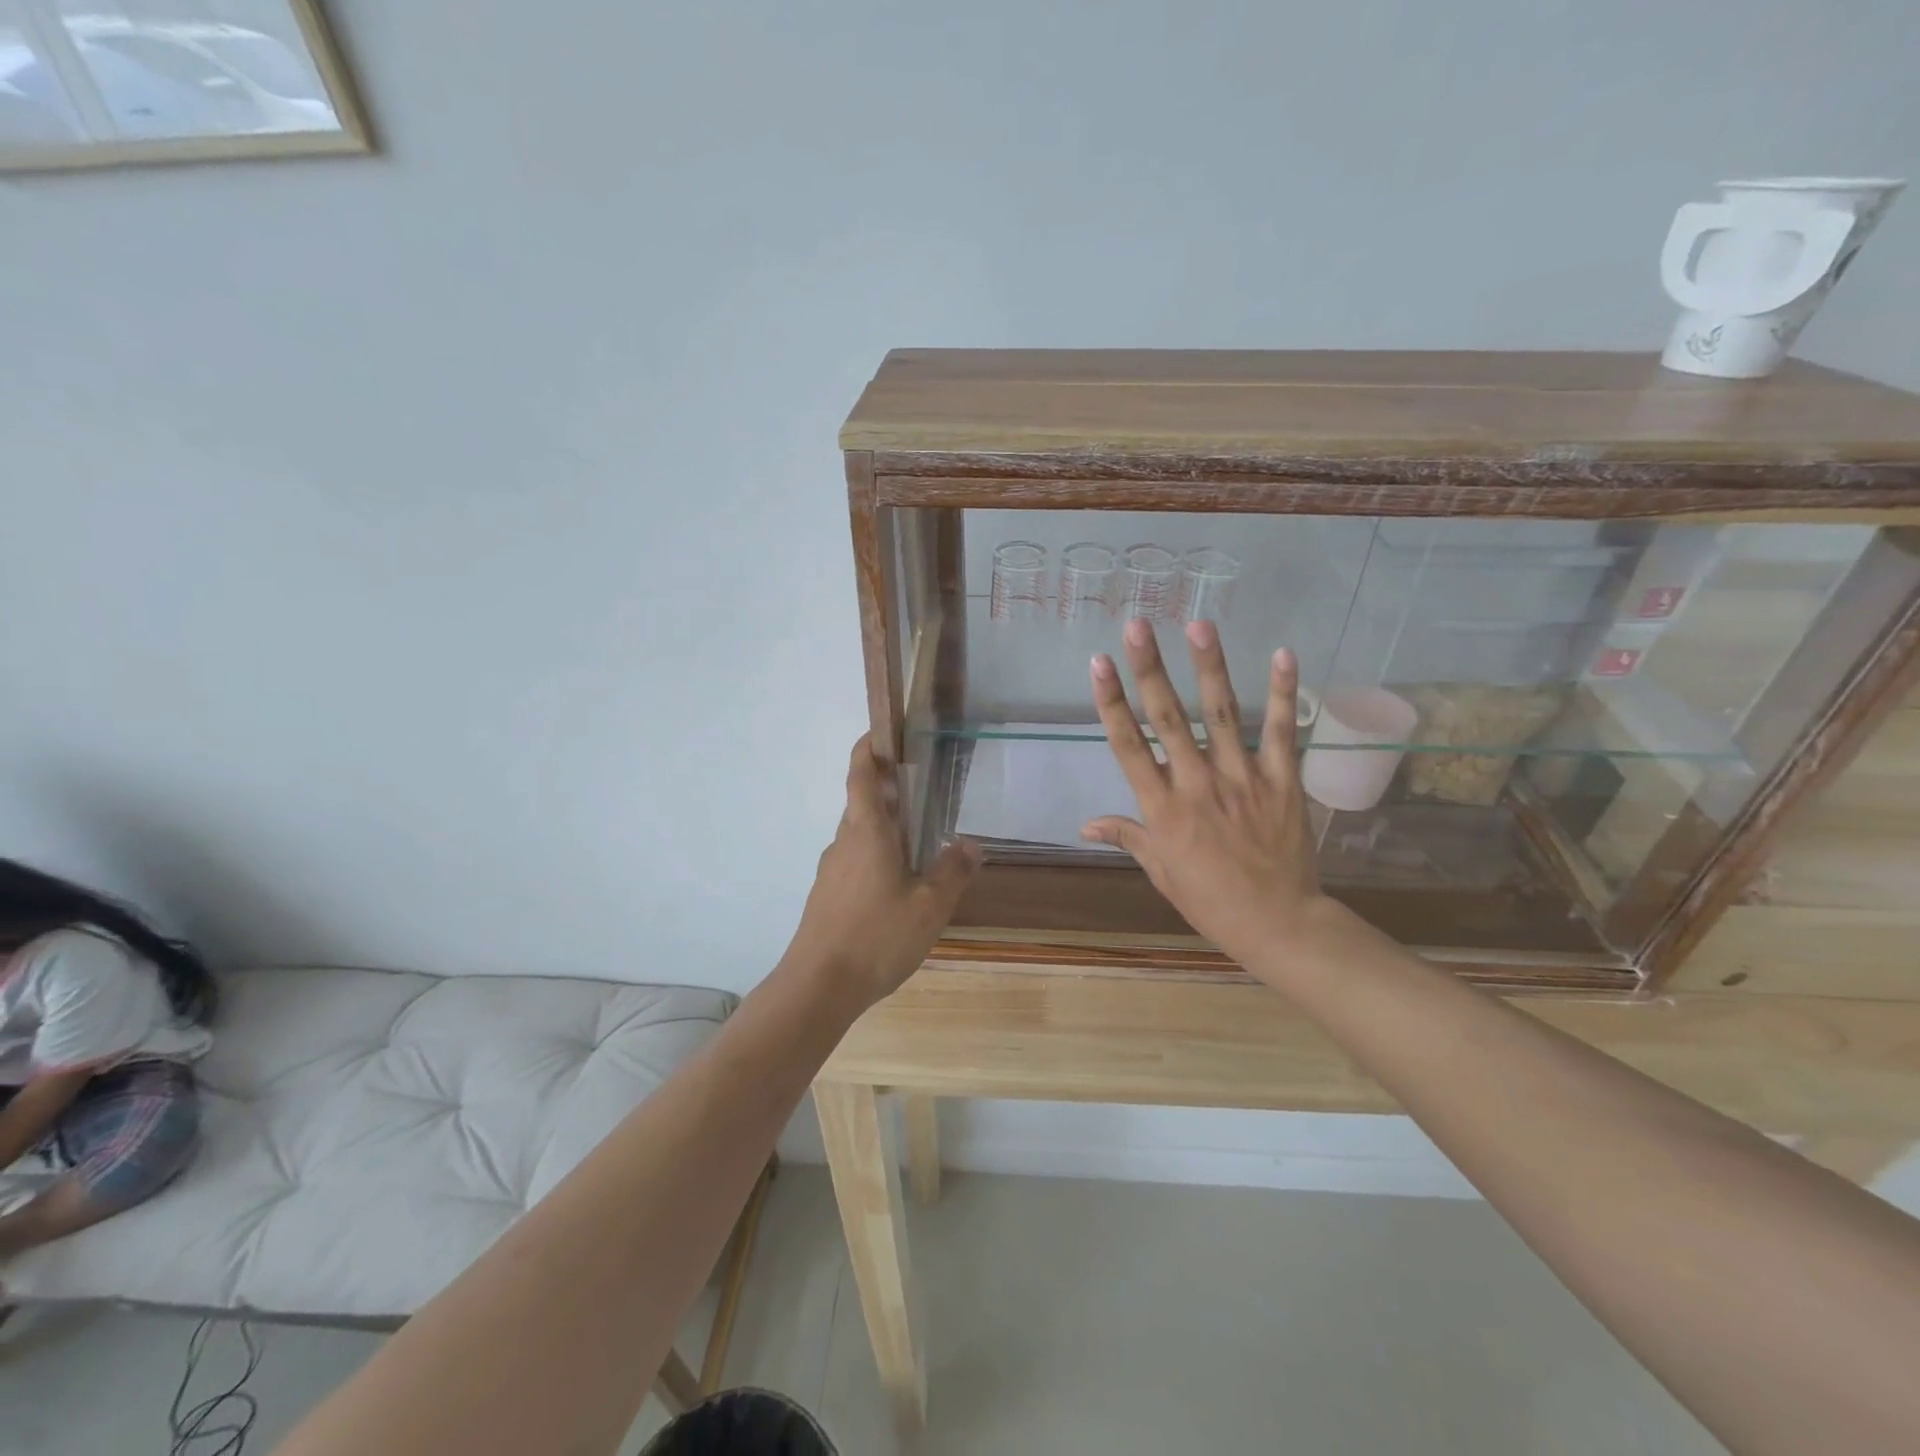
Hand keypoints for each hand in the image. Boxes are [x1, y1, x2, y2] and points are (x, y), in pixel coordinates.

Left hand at [783, 735, 980, 1009]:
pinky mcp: (826, 896)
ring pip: (858, 835)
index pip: (861, 774)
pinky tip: (897, 886)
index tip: (883, 734)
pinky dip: (875, 856)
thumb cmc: (876, 936)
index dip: (868, 748)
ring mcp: (830, 870)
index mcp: (867, 831)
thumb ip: (953, 871)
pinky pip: (853, 861)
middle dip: (887, 791)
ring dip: (883, 827)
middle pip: (861, 803)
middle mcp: (843, 842)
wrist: (818, 986)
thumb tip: (972, 843)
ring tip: (919, 841)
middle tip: (922, 792)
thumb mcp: (929, 905)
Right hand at [1081, 620, 1341, 974]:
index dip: (1112, 702)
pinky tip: (1282, 654)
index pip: (1129, 746)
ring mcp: (1242, 779)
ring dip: (1209, 667)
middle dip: (1150, 669)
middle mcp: (1197, 784)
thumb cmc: (1210, 900)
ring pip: (1222, 714)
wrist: (1279, 924)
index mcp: (1162, 808)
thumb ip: (1127, 836)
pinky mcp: (1282, 781)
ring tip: (1199, 625)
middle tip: (1137, 625)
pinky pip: (1283, 731)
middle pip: (1168, 718)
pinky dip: (1284, 693)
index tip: (1099, 663)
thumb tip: (1085, 824)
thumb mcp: (1161, 871)